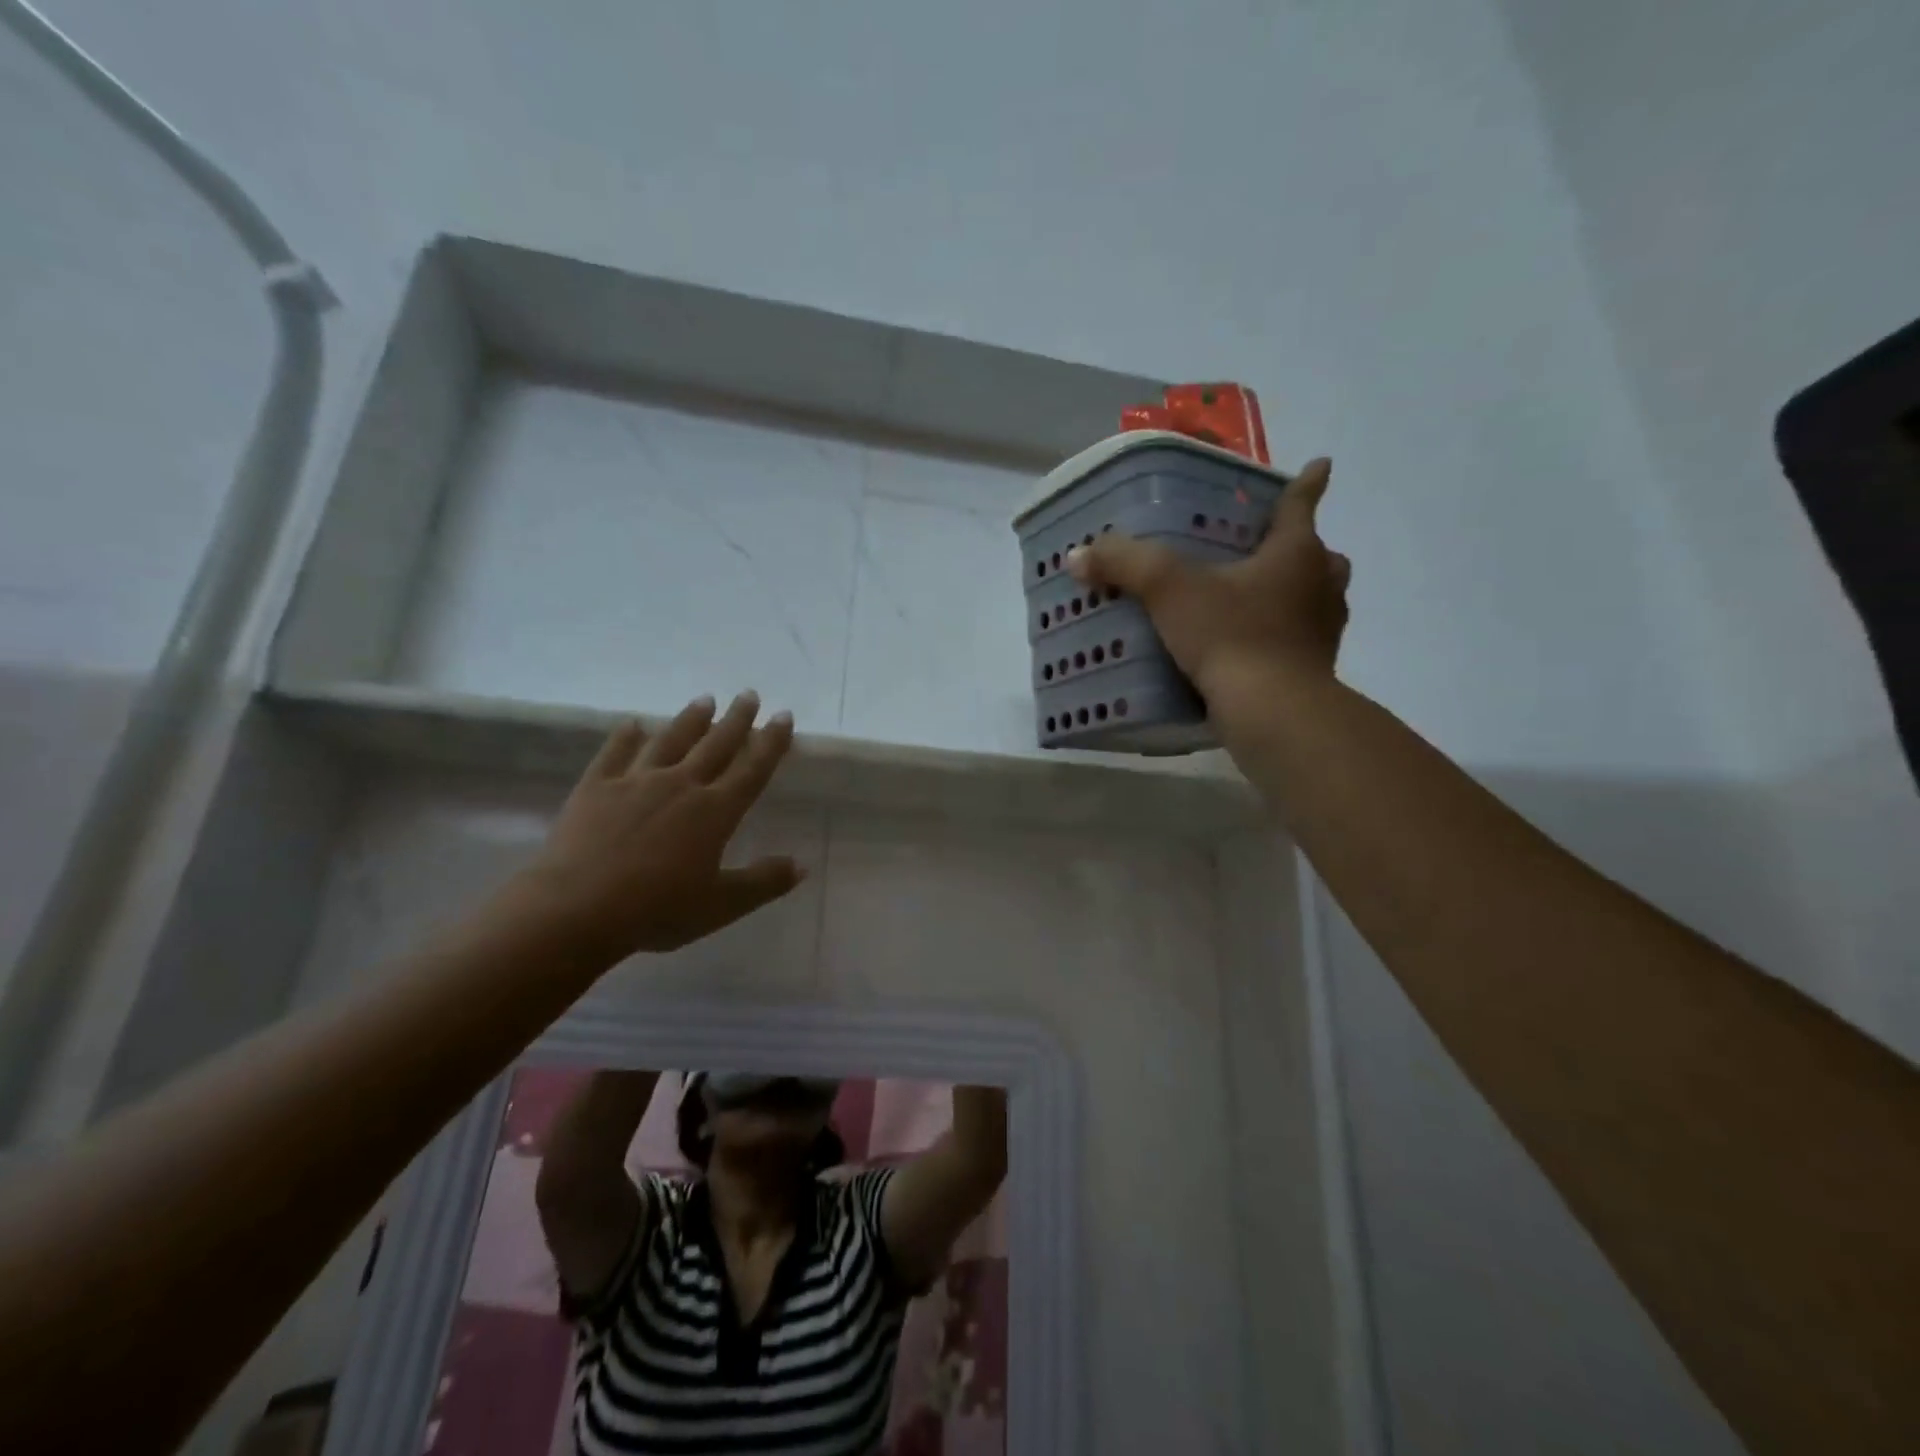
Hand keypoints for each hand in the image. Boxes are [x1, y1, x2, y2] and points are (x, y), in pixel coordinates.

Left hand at [511, 693, 802, 960]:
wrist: (577, 909)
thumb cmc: (657, 910)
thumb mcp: (721, 905)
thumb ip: (763, 882)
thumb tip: (802, 865)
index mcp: (715, 812)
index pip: (752, 769)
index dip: (771, 742)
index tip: (783, 716)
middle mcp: (681, 786)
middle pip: (715, 745)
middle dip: (736, 720)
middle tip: (749, 694)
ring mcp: (636, 782)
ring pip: (670, 741)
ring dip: (690, 720)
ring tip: (705, 700)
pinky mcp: (596, 788)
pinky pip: (614, 754)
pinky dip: (625, 737)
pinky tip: (633, 724)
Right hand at [1068, 456, 1348, 715]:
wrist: (1272, 712)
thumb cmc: (1230, 635)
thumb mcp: (1168, 590)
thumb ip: (1124, 564)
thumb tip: (1079, 555)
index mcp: (1296, 552)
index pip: (1300, 504)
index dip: (1307, 482)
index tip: (1320, 465)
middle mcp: (1320, 585)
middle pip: (1319, 555)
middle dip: (1301, 548)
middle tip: (1270, 550)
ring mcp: (1323, 630)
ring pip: (1318, 598)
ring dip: (1298, 593)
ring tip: (1259, 599)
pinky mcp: (1314, 669)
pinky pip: (1302, 640)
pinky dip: (1284, 636)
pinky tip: (1250, 647)